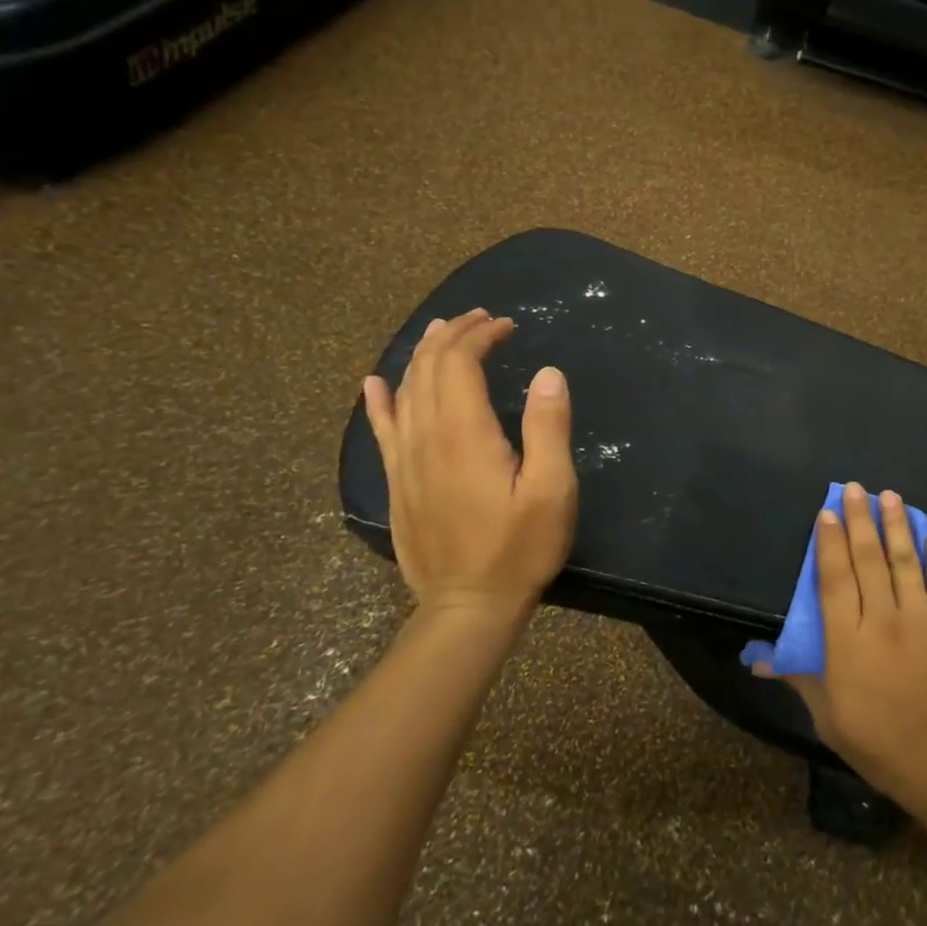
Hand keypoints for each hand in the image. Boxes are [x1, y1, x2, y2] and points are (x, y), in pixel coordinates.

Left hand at [362, 309, 576, 625]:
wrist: (467, 606)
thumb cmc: (519, 548)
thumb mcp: (551, 489)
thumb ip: (548, 427)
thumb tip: (547, 372)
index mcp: (464, 434)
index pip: (458, 364)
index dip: (479, 336)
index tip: (507, 325)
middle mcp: (425, 438)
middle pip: (427, 369)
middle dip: (452, 335)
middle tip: (481, 318)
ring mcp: (404, 461)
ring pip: (403, 392)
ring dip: (421, 355)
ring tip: (440, 330)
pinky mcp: (397, 482)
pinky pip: (380, 429)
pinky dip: (379, 400)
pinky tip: (375, 383)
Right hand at [757, 482, 926, 818]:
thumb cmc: (884, 746)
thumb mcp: (831, 719)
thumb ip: (801, 680)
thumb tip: (761, 660)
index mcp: (848, 642)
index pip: (834, 579)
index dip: (828, 543)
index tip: (826, 513)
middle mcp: (883, 618)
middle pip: (868, 559)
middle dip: (860, 520)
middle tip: (856, 488)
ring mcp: (923, 617)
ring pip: (905, 559)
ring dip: (896, 524)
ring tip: (890, 495)